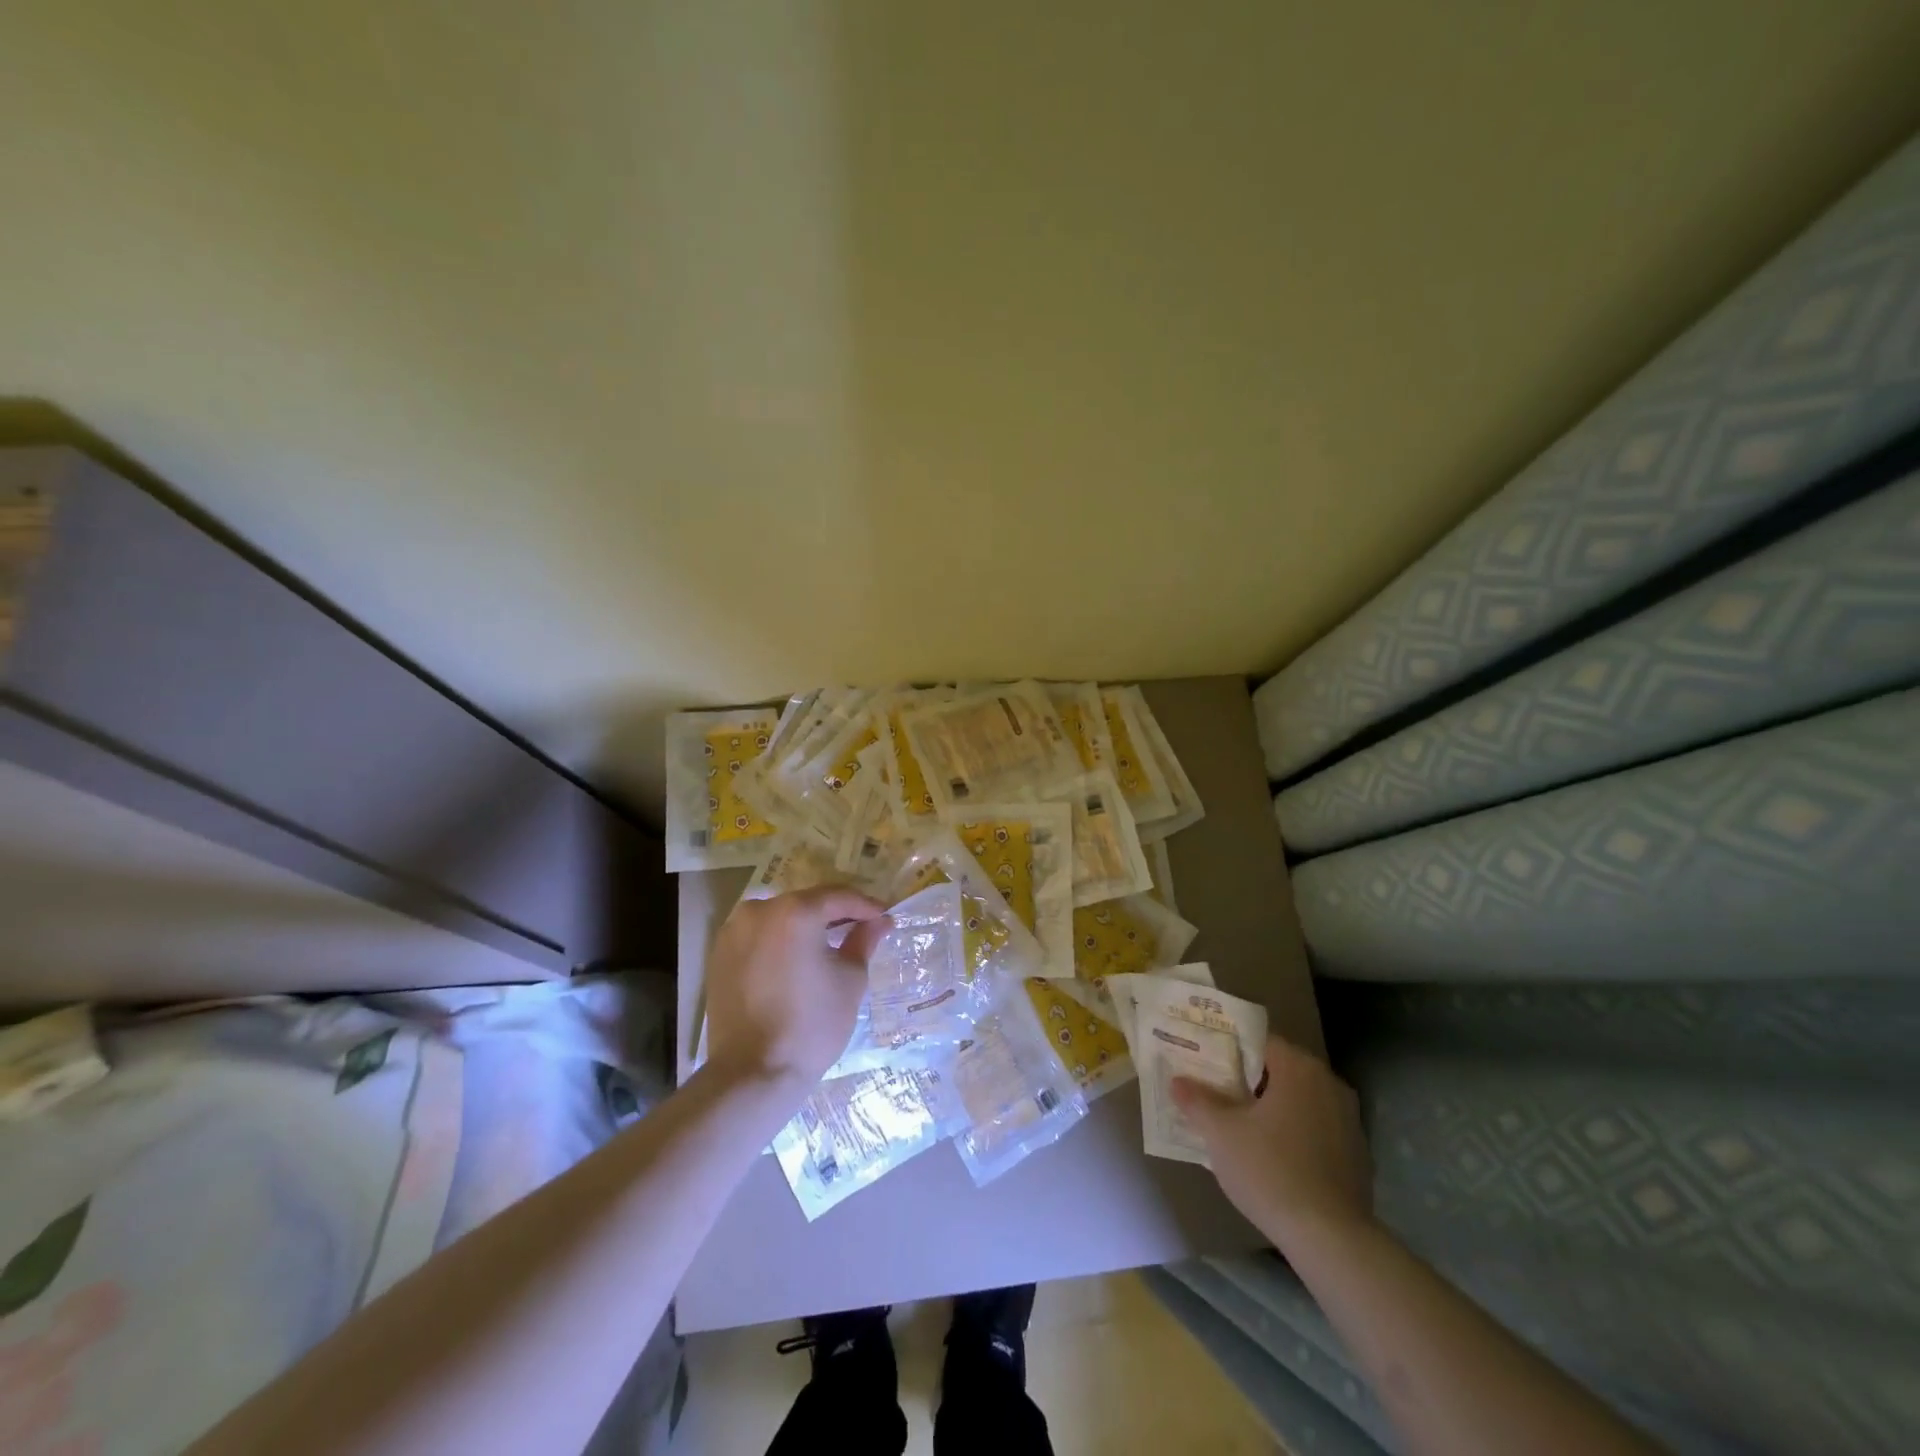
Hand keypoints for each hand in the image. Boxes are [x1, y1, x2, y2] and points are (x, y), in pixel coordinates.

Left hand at [704, 886, 888, 1088]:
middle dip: (835, 914)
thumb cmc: (812, 1024)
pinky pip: (759, 935)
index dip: (866, 906)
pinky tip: (797, 960)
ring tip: (829, 944)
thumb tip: (879, 923)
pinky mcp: (719, 955)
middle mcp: (759, 910)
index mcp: (795, 912)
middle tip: (861, 928)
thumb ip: (863, 941)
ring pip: (780, 917)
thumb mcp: (850, 980)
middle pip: (807, 903)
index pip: (838, 896)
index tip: (884, 918)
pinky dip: (780, 940)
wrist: (754, 1072)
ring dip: (805, 926)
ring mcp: (733, 931)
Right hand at [1172, 1034, 1372, 1251]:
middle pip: (1280, 1070)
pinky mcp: (1358, 1154)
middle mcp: (1329, 1083)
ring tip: (1241, 1124)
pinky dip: (1295, 1132)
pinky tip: (1273, 1156)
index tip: (1206, 1063)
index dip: (1230, 1050)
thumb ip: (1197, 1101)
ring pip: (1300, 1100)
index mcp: (1299, 1068)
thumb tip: (1177, 1081)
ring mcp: (1349, 1120)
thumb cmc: (1270, 1171)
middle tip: (1217, 1092)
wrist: (1331, 1239)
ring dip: (1273, 1107)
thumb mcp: (1220, 1134)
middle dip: (1249, 1080)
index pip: (1259, 1042)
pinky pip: (1317, 1128)